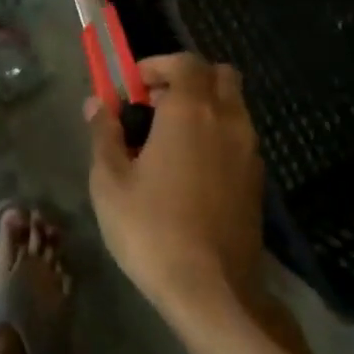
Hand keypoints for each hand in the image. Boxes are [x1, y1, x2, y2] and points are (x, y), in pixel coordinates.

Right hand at [85, 54, 270, 319]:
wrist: (212, 291)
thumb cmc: (151, 228)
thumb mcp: (110, 180)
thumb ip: (103, 134)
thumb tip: (96, 104)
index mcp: (190, 112)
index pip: (185, 61)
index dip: (157, 65)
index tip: (132, 87)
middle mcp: (227, 121)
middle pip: (220, 75)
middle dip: (187, 79)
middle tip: (155, 106)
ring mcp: (248, 152)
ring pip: (233, 106)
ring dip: (204, 107)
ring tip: (167, 141)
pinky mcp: (256, 181)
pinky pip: (238, 137)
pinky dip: (217, 135)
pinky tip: (189, 171)